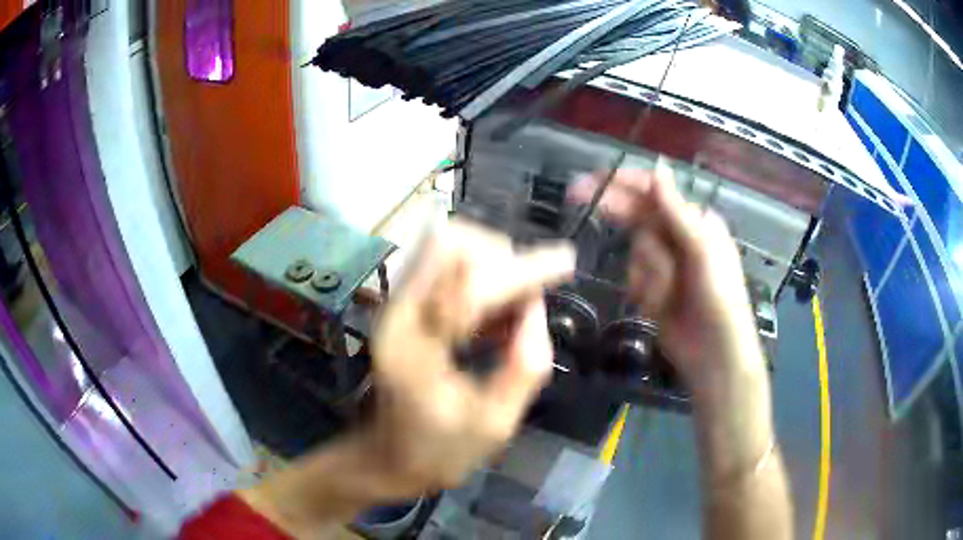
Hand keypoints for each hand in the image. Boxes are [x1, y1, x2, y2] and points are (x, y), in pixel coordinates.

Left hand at [236, 220, 573, 535]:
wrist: (388, 457)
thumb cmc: (440, 451)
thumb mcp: (495, 425)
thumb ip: (524, 368)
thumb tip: (538, 309)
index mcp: (416, 351)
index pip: (469, 289)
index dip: (522, 272)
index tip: (566, 262)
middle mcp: (397, 315)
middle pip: (448, 245)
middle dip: (502, 259)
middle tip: (527, 299)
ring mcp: (395, 306)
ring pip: (444, 245)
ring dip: (490, 262)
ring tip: (511, 308)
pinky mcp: (402, 306)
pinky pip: (442, 263)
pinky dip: (477, 272)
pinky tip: (493, 314)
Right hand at [572, 165, 790, 539]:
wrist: (714, 356)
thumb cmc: (719, 299)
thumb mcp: (702, 251)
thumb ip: (676, 211)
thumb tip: (658, 168)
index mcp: (696, 223)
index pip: (655, 193)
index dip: (623, 182)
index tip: (592, 178)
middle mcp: (679, 239)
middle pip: (639, 217)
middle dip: (616, 211)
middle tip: (576, 195)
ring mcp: (665, 266)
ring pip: (635, 253)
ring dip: (647, 272)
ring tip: (667, 295)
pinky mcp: (653, 291)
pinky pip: (634, 280)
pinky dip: (643, 291)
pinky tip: (660, 307)